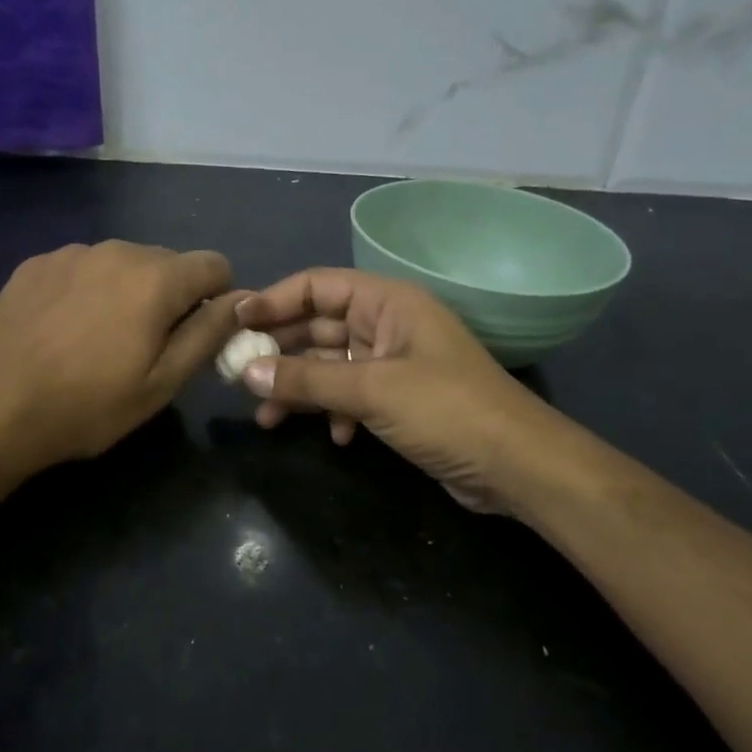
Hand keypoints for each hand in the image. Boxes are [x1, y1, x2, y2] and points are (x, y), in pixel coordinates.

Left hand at [0, 241, 242, 477]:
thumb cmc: (87, 405)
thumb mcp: (161, 383)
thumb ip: (208, 334)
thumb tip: (241, 300)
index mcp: (156, 278)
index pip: (215, 265)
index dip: (218, 299)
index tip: (197, 335)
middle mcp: (117, 250)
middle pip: (168, 264)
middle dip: (170, 297)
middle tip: (145, 347)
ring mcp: (71, 253)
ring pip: (123, 264)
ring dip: (127, 292)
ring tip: (99, 340)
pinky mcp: (36, 264)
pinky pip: (83, 268)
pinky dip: (88, 291)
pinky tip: (63, 330)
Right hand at [234, 268, 551, 512]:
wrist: (516, 466)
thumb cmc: (446, 410)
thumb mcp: (372, 391)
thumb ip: (307, 380)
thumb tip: (247, 372)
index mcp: (388, 302)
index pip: (318, 286)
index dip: (274, 300)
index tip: (235, 323)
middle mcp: (388, 325)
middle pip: (319, 326)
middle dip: (280, 350)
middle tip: (237, 374)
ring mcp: (394, 364)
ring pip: (331, 366)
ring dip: (300, 388)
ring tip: (266, 416)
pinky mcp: (399, 400)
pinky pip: (351, 395)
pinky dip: (334, 412)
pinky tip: (331, 436)